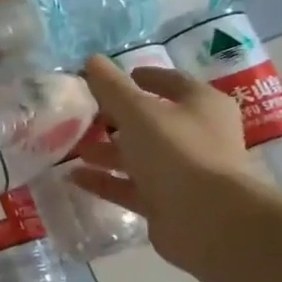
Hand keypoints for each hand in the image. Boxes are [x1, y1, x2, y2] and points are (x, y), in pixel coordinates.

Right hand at [70, 57, 261, 272]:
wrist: (209, 221)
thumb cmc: (177, 151)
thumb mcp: (137, 111)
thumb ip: (112, 87)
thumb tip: (92, 60)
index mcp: (202, 105)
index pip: (170, 82)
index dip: (138, 77)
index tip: (106, 79)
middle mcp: (197, 135)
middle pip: (151, 121)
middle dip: (114, 118)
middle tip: (81, 115)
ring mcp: (184, 171)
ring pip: (139, 155)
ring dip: (106, 151)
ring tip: (72, 147)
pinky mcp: (168, 202)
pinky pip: (131, 186)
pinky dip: (105, 180)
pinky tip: (74, 176)